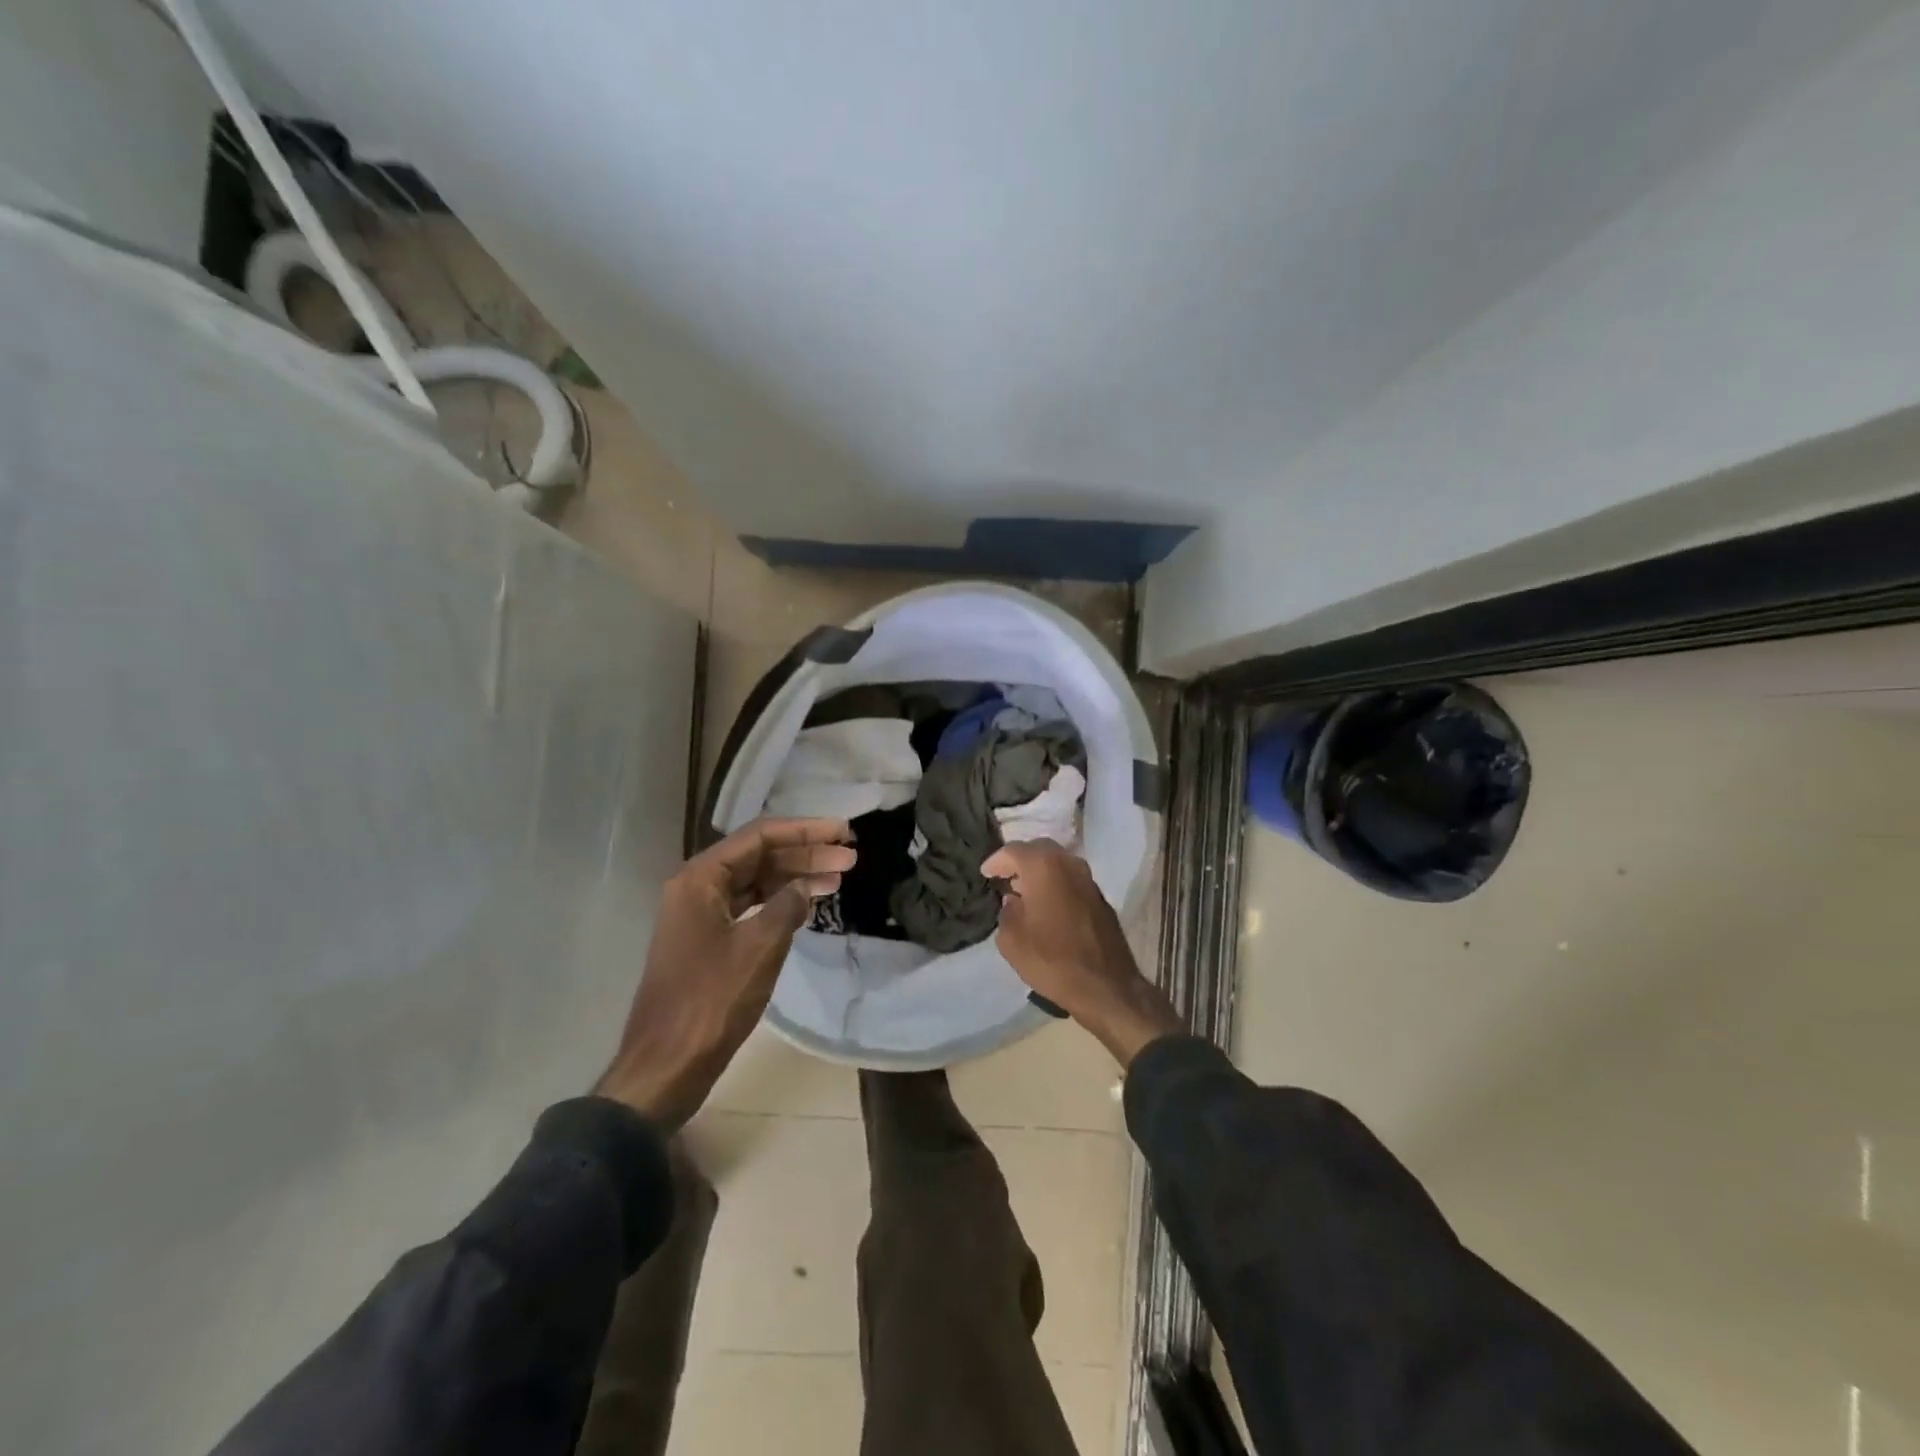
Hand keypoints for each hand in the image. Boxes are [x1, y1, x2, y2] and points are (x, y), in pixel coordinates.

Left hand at [597, 818, 854, 1127]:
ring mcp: (701, 915)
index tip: (844, 832)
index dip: (806, 830)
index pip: (760, 836)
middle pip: (759, 856)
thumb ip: (787, 905)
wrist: (666, 1064)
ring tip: (839, 879)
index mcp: (701, 879)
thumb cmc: (711, 1000)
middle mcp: (697, 888)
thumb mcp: (759, 947)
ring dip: (796, 878)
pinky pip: (750, 907)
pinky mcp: (709, 940)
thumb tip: (805, 886)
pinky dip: (781, 903)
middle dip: (806, 854)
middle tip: (850, 858)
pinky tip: (810, 905)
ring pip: (757, 882)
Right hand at [981, 840, 1184, 1066]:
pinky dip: (1055, 884)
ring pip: (1058, 863)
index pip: (1013, 851)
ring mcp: (1089, 879)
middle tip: (1004, 877)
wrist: (1106, 987)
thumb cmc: (1053, 960)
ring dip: (1039, 872)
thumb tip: (1012, 902)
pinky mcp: (1100, 898)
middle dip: (1019, 860)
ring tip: (1023, 891)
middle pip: (1039, 850)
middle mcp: (1069, 864)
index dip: (996, 861)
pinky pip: (1070, 880)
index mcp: (1044, 867)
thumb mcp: (1012, 941)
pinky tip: (1046, 904)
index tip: (985, 874)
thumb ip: (1006, 913)